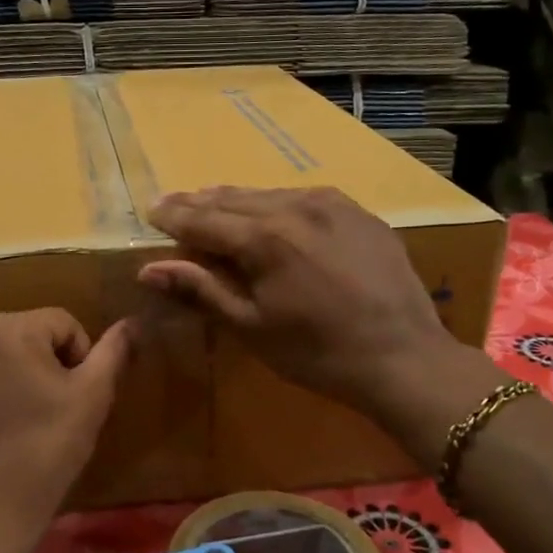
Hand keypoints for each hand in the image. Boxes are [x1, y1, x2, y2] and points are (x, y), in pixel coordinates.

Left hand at [0, 309, 132, 541]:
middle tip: (49, 413)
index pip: (61, 324)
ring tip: (17, 425)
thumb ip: (113, 352)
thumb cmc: (45, 452)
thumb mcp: (92, 398)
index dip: (79, 359)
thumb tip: (132, 322)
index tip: (75, 400)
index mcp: (7, 327)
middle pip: (23, 338)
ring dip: (9, 380)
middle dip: (41, 366)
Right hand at [140, 187, 497, 439]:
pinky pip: (306, 198)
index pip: (204, 218)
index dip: (175, 216)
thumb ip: (201, 290)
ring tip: (214, 203)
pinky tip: (272, 212)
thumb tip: (148, 269)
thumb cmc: (317, 352)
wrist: (404, 357)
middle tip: (175, 204)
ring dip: (238, 201)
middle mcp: (296, 207)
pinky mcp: (360, 213)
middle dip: (201, 203)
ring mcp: (334, 205)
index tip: (152, 210)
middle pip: (235, 199)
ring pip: (270, 194)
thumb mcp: (252, 327)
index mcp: (264, 238)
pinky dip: (278, 204)